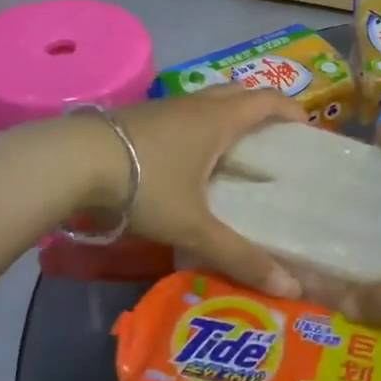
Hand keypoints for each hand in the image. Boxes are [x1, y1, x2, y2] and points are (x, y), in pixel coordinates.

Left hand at [105, 88, 304, 294]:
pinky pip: (183, 115)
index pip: (268, 100)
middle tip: (274, 140)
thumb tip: (289, 288)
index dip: (291, 110)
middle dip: (261, 109)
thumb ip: (239, 256)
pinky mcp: (139, 117)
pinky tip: (187, 161)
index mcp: (219, 119)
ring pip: (208, 102)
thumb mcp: (194, 225)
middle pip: (239, 93)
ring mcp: (165, 108)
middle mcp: (196, 105)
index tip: (307, 130)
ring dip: (227, 116)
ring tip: (234, 153)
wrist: (73, 161)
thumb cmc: (145, 183)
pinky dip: (199, 128)